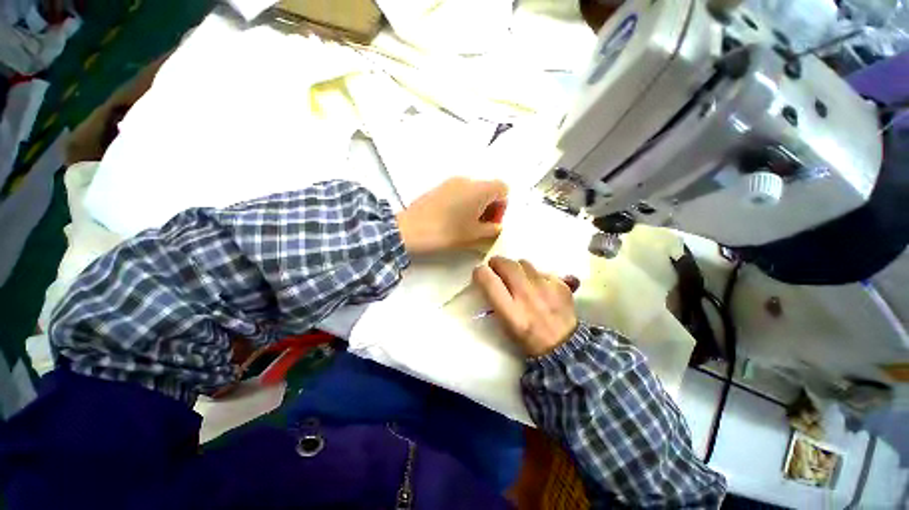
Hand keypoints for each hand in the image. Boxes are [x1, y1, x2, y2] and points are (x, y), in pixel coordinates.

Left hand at [396, 178, 507, 254]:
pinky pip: (459, 191)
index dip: (502, 206)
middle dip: (490, 206)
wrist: (411, 229)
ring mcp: (451, 181)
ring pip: (473, 190)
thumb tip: (497, 227)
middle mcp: (467, 180)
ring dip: (476, 205)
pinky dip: (463, 202)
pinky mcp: (439, 187)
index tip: (492, 222)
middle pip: (488, 188)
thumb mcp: (474, 235)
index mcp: (479, 189)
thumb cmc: (446, 232)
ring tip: (466, 224)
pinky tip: (453, 218)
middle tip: (482, 225)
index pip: (503, 189)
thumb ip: (492, 229)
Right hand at [473, 256, 579, 356]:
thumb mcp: (505, 324)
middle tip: (496, 268)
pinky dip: (536, 275)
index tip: (480, 273)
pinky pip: (542, 270)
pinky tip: (538, 285)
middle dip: (497, 263)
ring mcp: (546, 289)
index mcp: (511, 312)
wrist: (563, 347)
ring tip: (518, 277)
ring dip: (516, 268)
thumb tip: (489, 279)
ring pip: (523, 263)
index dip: (480, 273)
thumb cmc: (527, 338)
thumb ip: (496, 300)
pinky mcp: (561, 285)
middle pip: (506, 264)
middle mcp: (527, 297)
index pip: (488, 280)